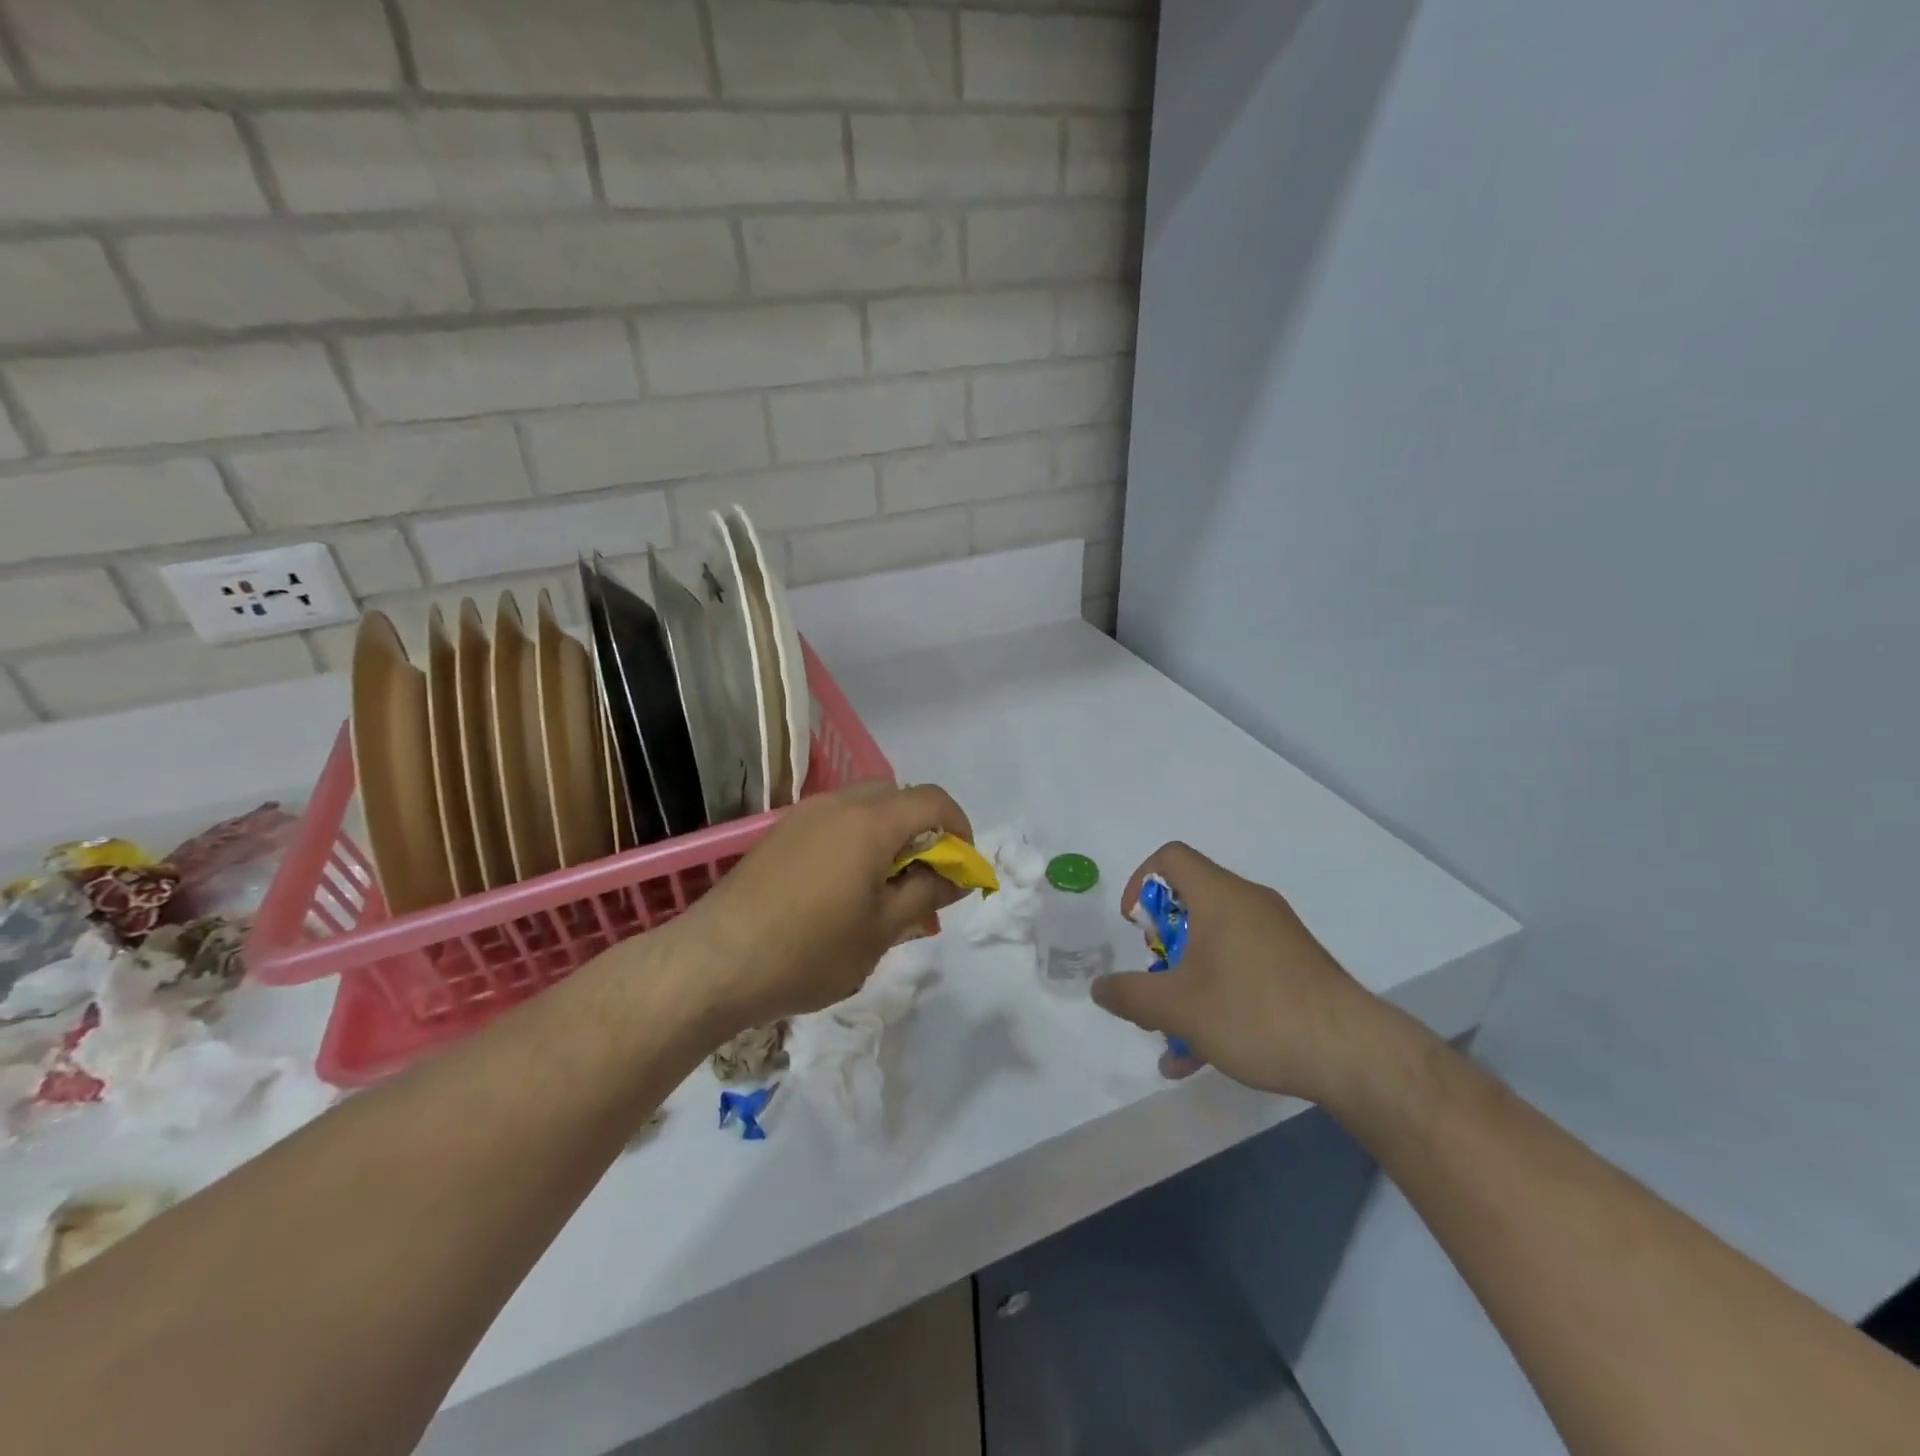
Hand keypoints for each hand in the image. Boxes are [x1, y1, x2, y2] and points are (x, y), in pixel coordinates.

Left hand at [673, 781, 972, 1032]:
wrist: (713, 962)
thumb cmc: (809, 950)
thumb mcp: (881, 930)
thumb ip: (926, 893)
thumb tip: (956, 874)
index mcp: (870, 822)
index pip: (933, 801)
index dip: (959, 828)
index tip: (960, 868)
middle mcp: (837, 804)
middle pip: (897, 795)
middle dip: (922, 829)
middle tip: (922, 877)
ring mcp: (803, 816)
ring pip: (863, 806)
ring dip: (886, 833)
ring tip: (882, 886)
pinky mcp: (779, 834)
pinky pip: (833, 821)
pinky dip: (854, 839)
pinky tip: (841, 888)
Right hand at [1090, 842, 1381, 1101]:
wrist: (1354, 1055)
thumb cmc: (1255, 1013)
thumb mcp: (1179, 1008)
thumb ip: (1131, 996)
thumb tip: (1098, 988)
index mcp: (1220, 897)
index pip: (1171, 858)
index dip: (1141, 881)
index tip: (1134, 925)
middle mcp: (1250, 905)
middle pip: (1191, 904)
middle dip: (1162, 946)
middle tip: (1155, 981)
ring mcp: (1277, 936)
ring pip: (1215, 945)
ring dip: (1186, 981)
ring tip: (1171, 1034)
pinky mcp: (1296, 967)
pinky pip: (1242, 968)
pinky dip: (1216, 996)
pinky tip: (1201, 1056)